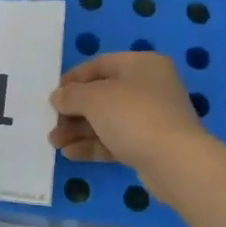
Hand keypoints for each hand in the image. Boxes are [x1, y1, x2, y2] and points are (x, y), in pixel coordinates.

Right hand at [48, 52, 213, 198]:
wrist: (175, 162)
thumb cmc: (133, 115)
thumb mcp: (94, 99)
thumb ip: (71, 95)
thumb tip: (58, 96)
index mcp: (142, 65)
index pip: (101, 64)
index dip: (74, 78)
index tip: (53, 94)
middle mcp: (150, 87)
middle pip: (103, 94)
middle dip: (74, 110)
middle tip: (51, 123)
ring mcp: (152, 117)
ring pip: (108, 120)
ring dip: (79, 130)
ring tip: (54, 142)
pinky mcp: (151, 145)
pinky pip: (116, 140)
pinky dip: (94, 145)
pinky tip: (70, 154)